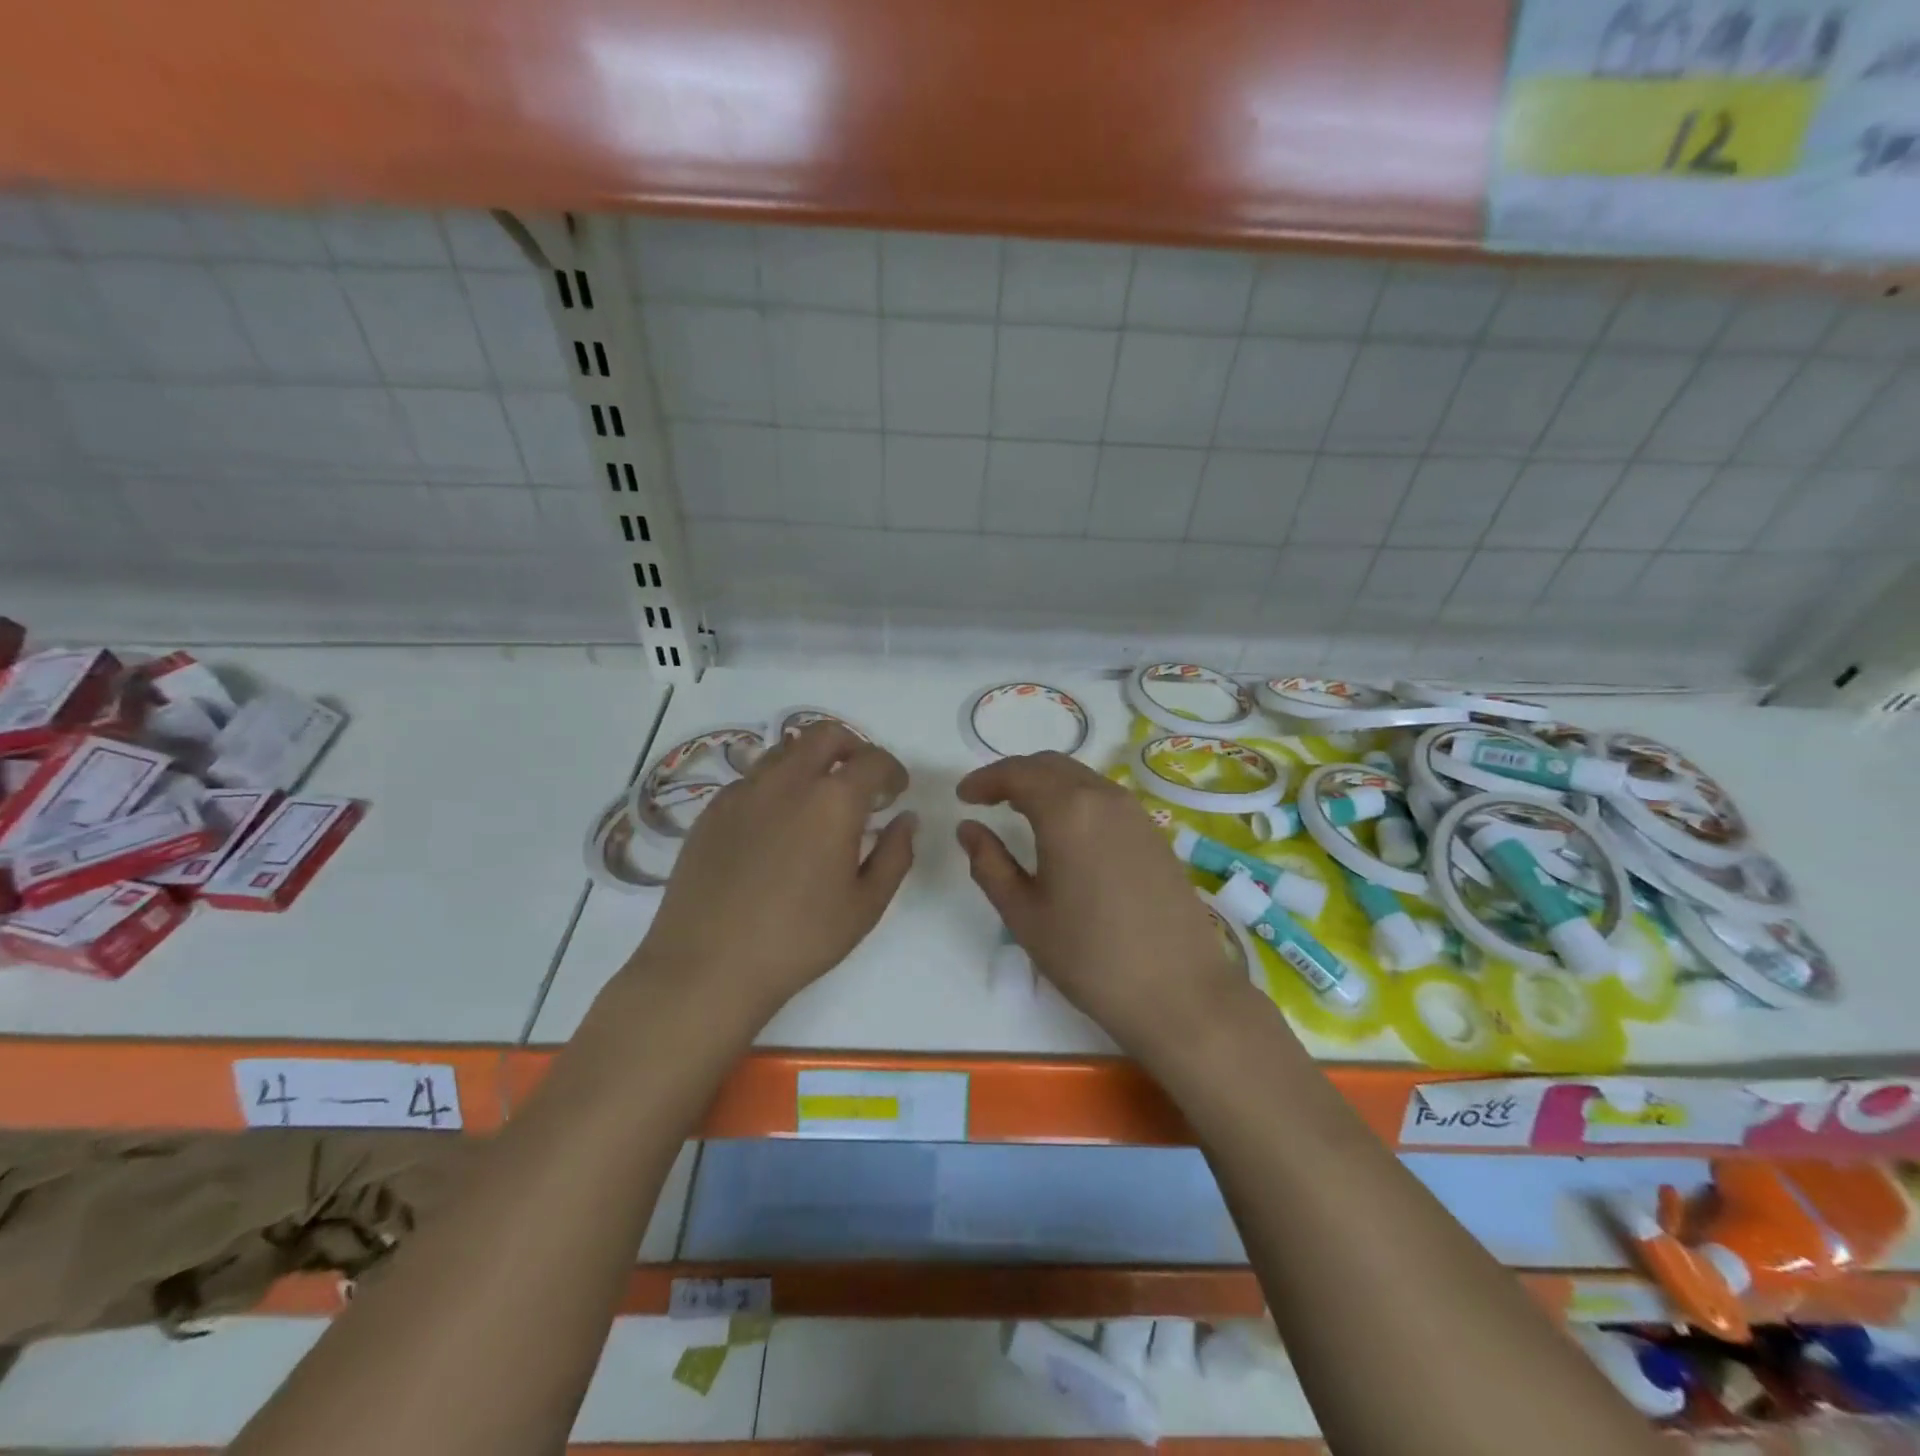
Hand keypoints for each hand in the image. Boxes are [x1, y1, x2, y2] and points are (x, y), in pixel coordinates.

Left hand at [632, 723, 916, 1025]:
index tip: (896, 792)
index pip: (873, 760)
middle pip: (825, 734)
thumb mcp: (865, 905)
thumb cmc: (799, 939)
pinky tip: (777, 825)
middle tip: (861, 781)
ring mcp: (744, 791)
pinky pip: (753, 779)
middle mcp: (787, 781)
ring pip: (785, 750)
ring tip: (818, 799)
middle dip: (853, 748)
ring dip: (812, 761)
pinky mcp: (713, 809)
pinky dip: (776, 785)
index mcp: (833, 800)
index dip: (892, 771)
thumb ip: (895, 855)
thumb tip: (905, 820)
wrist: (708, 965)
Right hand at [956, 752, 1247, 1056]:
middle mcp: (1104, 797)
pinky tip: (1066, 831)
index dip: (985, 779)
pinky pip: (1105, 797)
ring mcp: (1136, 813)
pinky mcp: (1155, 833)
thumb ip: (989, 864)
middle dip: (1014, 775)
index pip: (1018, 773)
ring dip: (1046, 784)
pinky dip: (1075, 798)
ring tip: (1021, 811)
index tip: (963, 796)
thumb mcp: (1024, 914)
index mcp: (1067, 811)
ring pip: (1081, 777)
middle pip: (1050, 765)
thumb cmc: (1089, 956)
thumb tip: (969, 828)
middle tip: (987, 799)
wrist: (1179, 991)